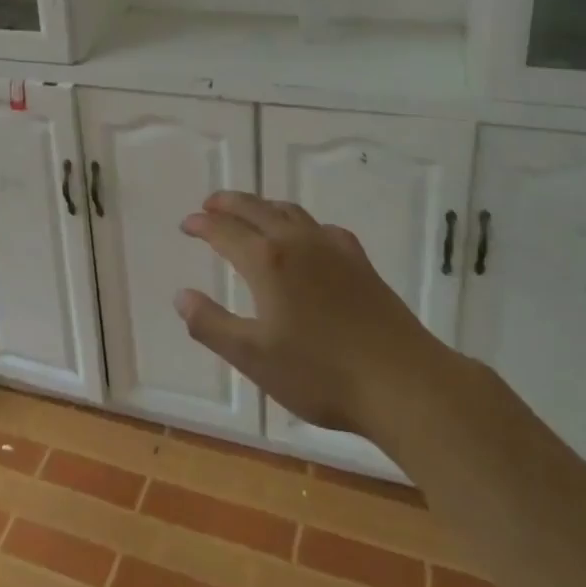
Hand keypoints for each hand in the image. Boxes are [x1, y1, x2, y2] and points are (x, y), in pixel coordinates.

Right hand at [177, 192, 443, 434]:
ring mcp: (333, 248)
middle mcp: (298, 242)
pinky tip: (306, 239)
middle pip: (257, 208)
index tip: (186, 224)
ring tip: (250, 212)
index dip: (202, 224)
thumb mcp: (253, 357)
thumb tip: (181, 296)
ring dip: (263, 206)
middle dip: (229, 203)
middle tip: (210, 204)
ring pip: (290, 212)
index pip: (225, 230)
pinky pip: (320, 227)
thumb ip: (211, 324)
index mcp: (268, 261)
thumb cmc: (321, 374)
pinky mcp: (360, 262)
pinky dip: (299, 223)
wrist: (404, 383)